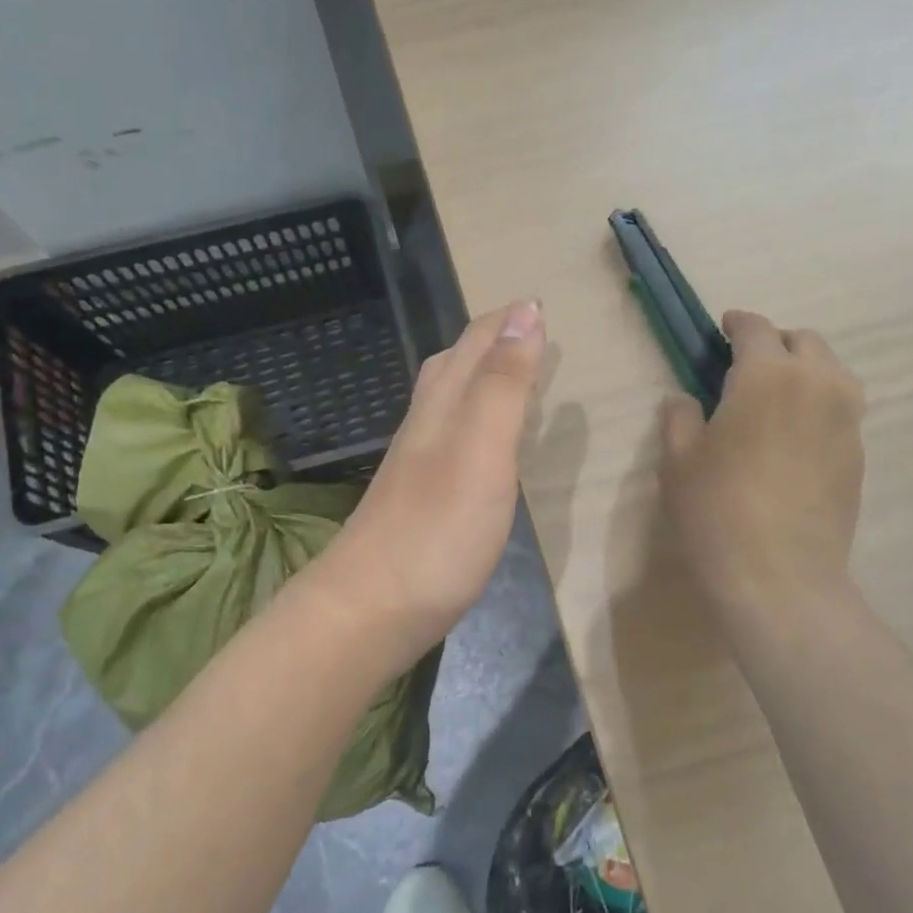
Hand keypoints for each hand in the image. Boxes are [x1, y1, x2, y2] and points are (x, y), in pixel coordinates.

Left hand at [315, 300, 546, 662]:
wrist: (371, 608)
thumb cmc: (436, 529)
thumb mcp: (481, 450)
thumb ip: (502, 385)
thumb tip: (524, 312)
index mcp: (442, 405)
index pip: (475, 343)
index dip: (508, 320)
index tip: (542, 304)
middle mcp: (424, 425)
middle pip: (453, 365)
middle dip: (491, 339)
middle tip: (531, 332)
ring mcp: (417, 464)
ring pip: (447, 401)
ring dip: (480, 377)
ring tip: (513, 376)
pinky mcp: (419, 500)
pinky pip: (450, 439)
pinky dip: (474, 422)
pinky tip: (483, 445)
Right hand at [659, 310, 865, 619]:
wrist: (780, 575)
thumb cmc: (717, 510)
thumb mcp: (678, 460)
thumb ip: (681, 417)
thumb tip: (687, 400)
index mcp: (768, 375)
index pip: (757, 329)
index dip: (738, 323)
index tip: (723, 328)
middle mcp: (818, 384)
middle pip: (805, 341)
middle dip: (775, 343)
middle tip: (747, 366)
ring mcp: (846, 420)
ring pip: (832, 373)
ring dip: (804, 371)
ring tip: (776, 398)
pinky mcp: (858, 453)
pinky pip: (840, 410)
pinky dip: (818, 407)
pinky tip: (793, 438)